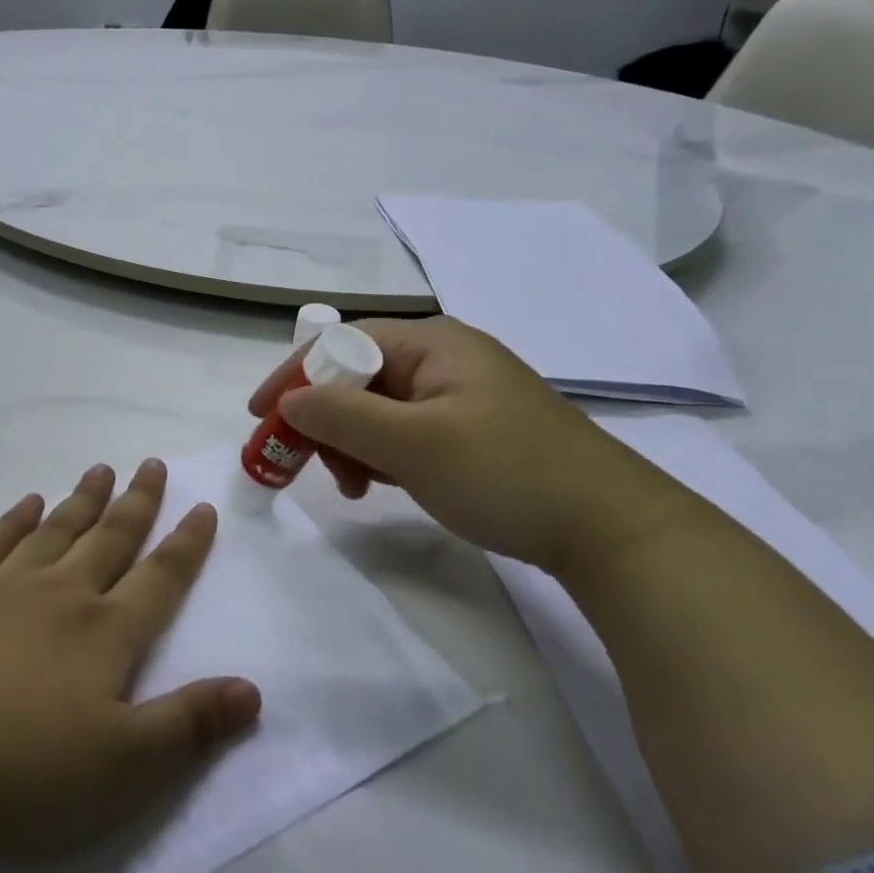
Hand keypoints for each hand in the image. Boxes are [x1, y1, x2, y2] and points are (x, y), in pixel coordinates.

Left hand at [0, 460, 259, 861]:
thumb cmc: (10, 767)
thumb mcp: (119, 770)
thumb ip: (188, 727)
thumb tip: (253, 689)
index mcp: (104, 634)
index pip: (160, 578)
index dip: (186, 544)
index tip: (202, 505)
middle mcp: (59, 595)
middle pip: (109, 538)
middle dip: (137, 502)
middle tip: (151, 463)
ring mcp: (0, 587)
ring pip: (55, 530)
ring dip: (82, 500)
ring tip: (100, 470)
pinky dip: (15, 519)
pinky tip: (26, 504)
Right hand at [248, 317, 695, 578]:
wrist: (614, 530)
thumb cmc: (506, 471)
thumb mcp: (412, 443)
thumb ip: (341, 416)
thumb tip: (289, 400)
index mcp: (432, 342)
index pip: (342, 343)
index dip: (294, 376)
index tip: (260, 418)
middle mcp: (445, 358)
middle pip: (359, 375)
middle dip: (324, 418)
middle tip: (303, 463)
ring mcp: (463, 396)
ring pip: (380, 408)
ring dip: (352, 442)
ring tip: (351, 486)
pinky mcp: (476, 431)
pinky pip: (408, 432)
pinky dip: (383, 455)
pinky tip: (382, 484)